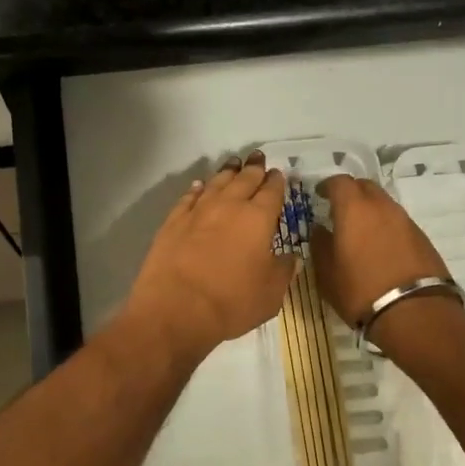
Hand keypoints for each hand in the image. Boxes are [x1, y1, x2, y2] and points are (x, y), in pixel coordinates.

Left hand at [121, 152, 297, 364]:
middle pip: (244, 179)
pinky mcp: (173, 221)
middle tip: (258, 157)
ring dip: (227, 172)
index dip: (277, 182)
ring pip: (216, 183)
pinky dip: (197, 188)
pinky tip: (199, 186)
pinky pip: (188, 197)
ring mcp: (198, 211)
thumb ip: (283, 271)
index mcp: (258, 219)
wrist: (176, 309)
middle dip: (254, 167)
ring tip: (233, 163)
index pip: (272, 191)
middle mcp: (229, 206)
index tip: (279, 174)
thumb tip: (291, 257)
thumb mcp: (270, 294)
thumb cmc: (231, 303)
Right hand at [312, 175, 452, 344]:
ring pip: (384, 204)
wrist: (415, 312)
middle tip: (339, 209)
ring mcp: (405, 221)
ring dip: (370, 210)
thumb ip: (320, 245)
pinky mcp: (422, 237)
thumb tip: (320, 229)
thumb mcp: (327, 273)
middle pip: (365, 186)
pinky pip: (397, 222)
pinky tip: (380, 247)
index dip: (327, 185)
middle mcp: (382, 206)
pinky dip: (385, 226)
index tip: (319, 194)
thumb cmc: (360, 290)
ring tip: (359, 231)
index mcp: (354, 208)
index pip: (339, 182)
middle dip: (350, 193)